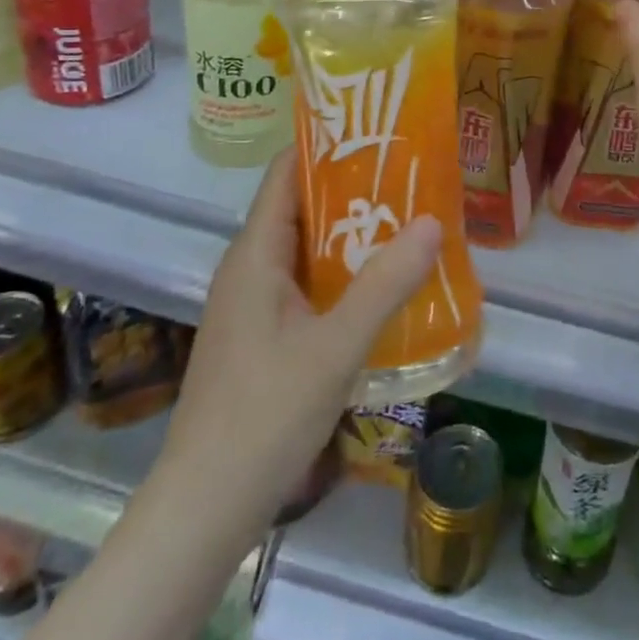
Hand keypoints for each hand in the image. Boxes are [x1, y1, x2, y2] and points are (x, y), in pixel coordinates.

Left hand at [155, 150, 442, 539]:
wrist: (204, 511)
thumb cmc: (263, 416)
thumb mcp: (336, 346)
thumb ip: (386, 283)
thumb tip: (434, 221)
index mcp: (255, 255)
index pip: (285, 172)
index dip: (326, 143)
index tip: (377, 128)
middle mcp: (251, 269)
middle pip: (301, 205)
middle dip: (353, 185)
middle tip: (412, 172)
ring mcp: (255, 305)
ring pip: (307, 246)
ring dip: (353, 230)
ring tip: (409, 218)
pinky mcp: (264, 336)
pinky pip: (308, 282)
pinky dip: (344, 270)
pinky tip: (384, 282)